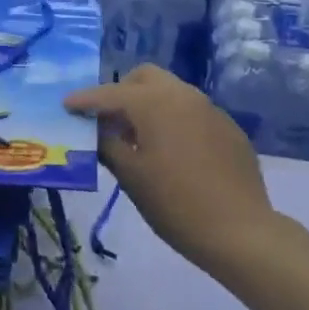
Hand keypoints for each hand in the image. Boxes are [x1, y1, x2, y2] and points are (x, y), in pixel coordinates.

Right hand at [66, 65, 276, 277]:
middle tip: (108, 118)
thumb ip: (107, 144)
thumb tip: (97, 130)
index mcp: (154, 102)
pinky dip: (173, 120)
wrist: (241, 233)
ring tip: (138, 136)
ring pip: (171, 91)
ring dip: (149, 104)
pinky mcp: (228, 128)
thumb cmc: (175, 204)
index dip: (85, 100)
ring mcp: (210, 109)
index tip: (67, 105)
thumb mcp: (131, 176)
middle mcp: (183, 95)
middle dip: (122, 90)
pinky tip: (172, 152)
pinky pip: (192, 112)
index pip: (110, 94)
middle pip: (145, 77)